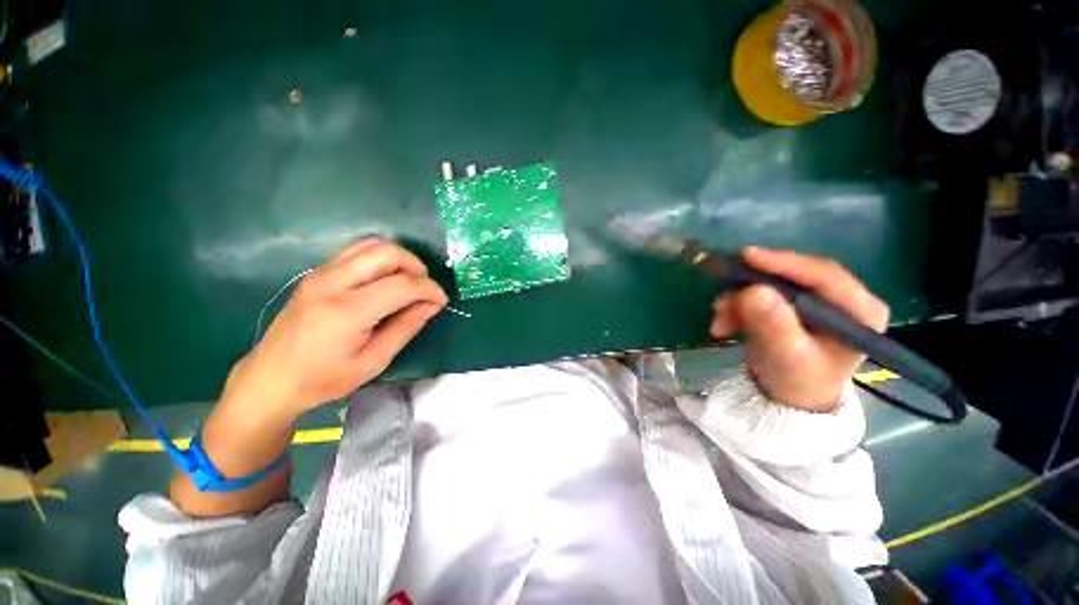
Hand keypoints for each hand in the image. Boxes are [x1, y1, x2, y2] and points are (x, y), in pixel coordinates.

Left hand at [224, 238, 447, 420]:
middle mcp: (332, 283)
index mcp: (347, 311)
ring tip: (409, 282)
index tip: (441, 301)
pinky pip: (356, 251)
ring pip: (372, 245)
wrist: (270, 379)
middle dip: (417, 267)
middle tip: (425, 289)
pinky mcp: (316, 273)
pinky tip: (385, 280)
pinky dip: (380, 259)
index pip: (403, 284)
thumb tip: (431, 305)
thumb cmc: (323, 379)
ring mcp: (320, 273)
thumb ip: (406, 328)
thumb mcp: (373, 362)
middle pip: (388, 252)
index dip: (430, 289)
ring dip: (400, 259)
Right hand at [709, 247, 888, 411]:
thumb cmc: (797, 381)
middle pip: (793, 276)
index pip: (823, 274)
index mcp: (860, 310)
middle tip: (723, 298)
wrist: (789, 397)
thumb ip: (773, 325)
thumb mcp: (785, 357)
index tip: (747, 256)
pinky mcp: (794, 303)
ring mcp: (816, 299)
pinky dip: (738, 307)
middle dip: (752, 287)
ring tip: (719, 321)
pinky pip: (760, 294)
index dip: (784, 263)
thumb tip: (753, 291)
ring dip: (739, 301)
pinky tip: (724, 324)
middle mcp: (842, 298)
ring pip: (771, 284)